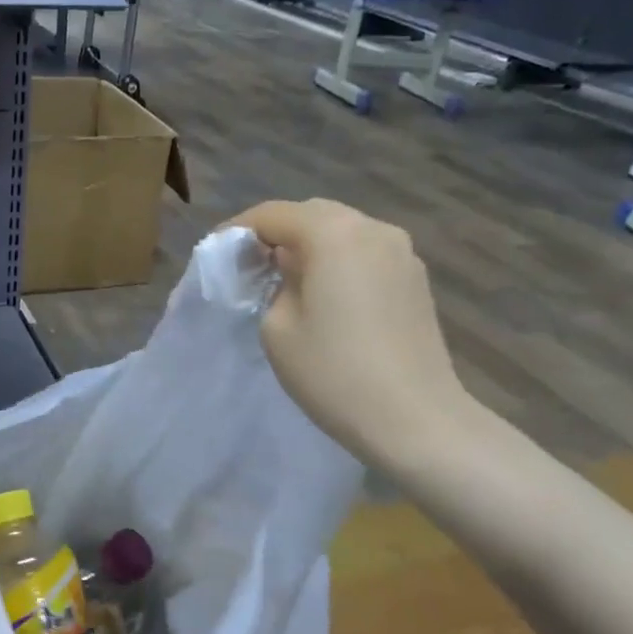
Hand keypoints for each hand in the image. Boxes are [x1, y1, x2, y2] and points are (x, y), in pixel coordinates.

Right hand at [227, 199, 468, 465]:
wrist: (414, 419)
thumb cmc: (334, 372)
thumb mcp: (277, 327)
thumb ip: (274, 284)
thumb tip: (288, 270)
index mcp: (333, 233)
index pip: (272, 214)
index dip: (237, 230)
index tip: (216, 252)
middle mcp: (372, 228)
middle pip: (312, 215)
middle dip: (277, 233)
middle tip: (250, 264)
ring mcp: (402, 252)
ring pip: (343, 232)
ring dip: (310, 246)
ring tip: (286, 278)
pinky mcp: (416, 279)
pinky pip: (366, 254)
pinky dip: (338, 261)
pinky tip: (326, 293)